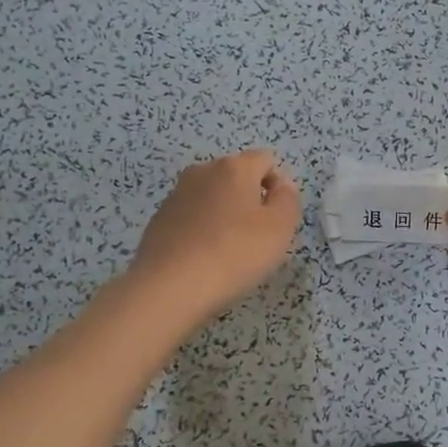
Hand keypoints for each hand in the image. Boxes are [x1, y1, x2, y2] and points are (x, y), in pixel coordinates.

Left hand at [130, 150, 301, 319]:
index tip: (278, 218)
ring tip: (229, 251)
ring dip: (225, 215)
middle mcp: (202, 171)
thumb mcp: (280, 228)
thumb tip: (282, 186)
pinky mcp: (159, 220)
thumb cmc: (234, 253)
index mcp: (234, 167)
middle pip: (237, 177)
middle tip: (257, 237)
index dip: (279, 185)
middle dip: (251, 200)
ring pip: (212, 197)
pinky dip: (202, 231)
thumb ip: (288, 199)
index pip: (266, 160)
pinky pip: (191, 218)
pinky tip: (203, 259)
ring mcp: (176, 195)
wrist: (169, 287)